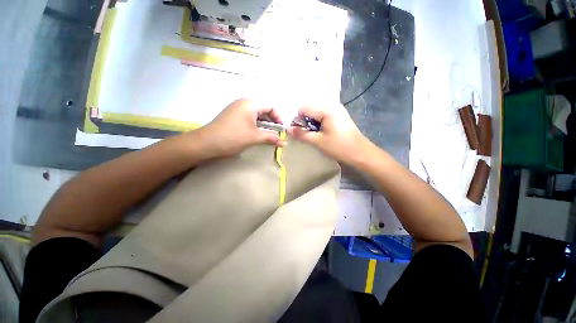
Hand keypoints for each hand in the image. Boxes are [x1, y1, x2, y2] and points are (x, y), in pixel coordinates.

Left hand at [195, 99, 284, 157]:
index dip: (278, 117)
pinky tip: (255, 133)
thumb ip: (271, 138)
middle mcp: (243, 102)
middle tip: (275, 133)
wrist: (206, 143)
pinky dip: (255, 124)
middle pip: (263, 109)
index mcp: (250, 104)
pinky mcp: (231, 115)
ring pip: (255, 114)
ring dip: (263, 123)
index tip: (281, 129)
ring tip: (266, 134)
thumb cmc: (233, 137)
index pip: (270, 106)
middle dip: (271, 121)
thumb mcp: (255, 137)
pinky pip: (248, 117)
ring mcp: (236, 108)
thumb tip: (284, 143)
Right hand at [287, 104, 370, 164]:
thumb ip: (301, 134)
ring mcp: (337, 111)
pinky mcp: (340, 116)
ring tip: (316, 136)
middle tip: (308, 135)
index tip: (299, 132)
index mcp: (327, 109)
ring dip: (312, 124)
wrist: (360, 153)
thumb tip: (287, 129)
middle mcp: (332, 106)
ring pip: (316, 114)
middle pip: (310, 110)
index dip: (298, 120)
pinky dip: (319, 124)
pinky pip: (324, 117)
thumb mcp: (318, 141)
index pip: (304, 109)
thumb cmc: (339, 147)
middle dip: (305, 122)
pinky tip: (322, 134)